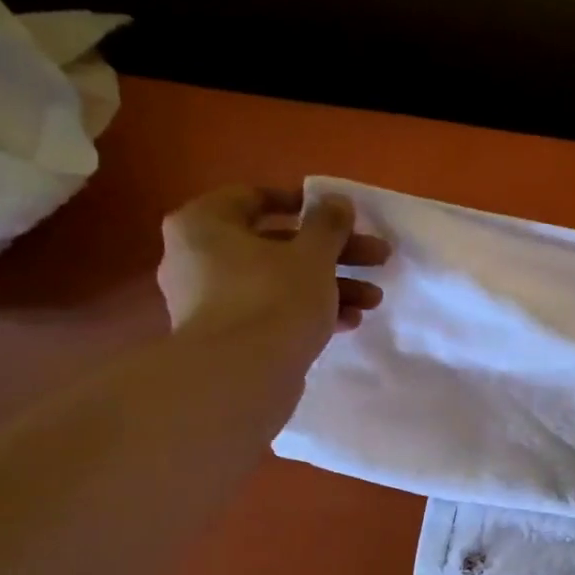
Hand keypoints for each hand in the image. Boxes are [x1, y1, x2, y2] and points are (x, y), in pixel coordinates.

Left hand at [157, 185, 390, 371]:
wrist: (241, 377)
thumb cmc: (274, 298)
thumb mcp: (313, 254)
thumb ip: (328, 224)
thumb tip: (337, 201)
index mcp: (204, 224)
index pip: (254, 197)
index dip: (304, 204)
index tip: (341, 216)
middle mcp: (197, 257)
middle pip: (277, 244)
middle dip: (333, 253)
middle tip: (377, 258)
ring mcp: (209, 300)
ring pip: (279, 281)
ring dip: (330, 285)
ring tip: (373, 300)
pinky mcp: (227, 336)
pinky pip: (272, 311)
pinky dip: (308, 312)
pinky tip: (349, 322)